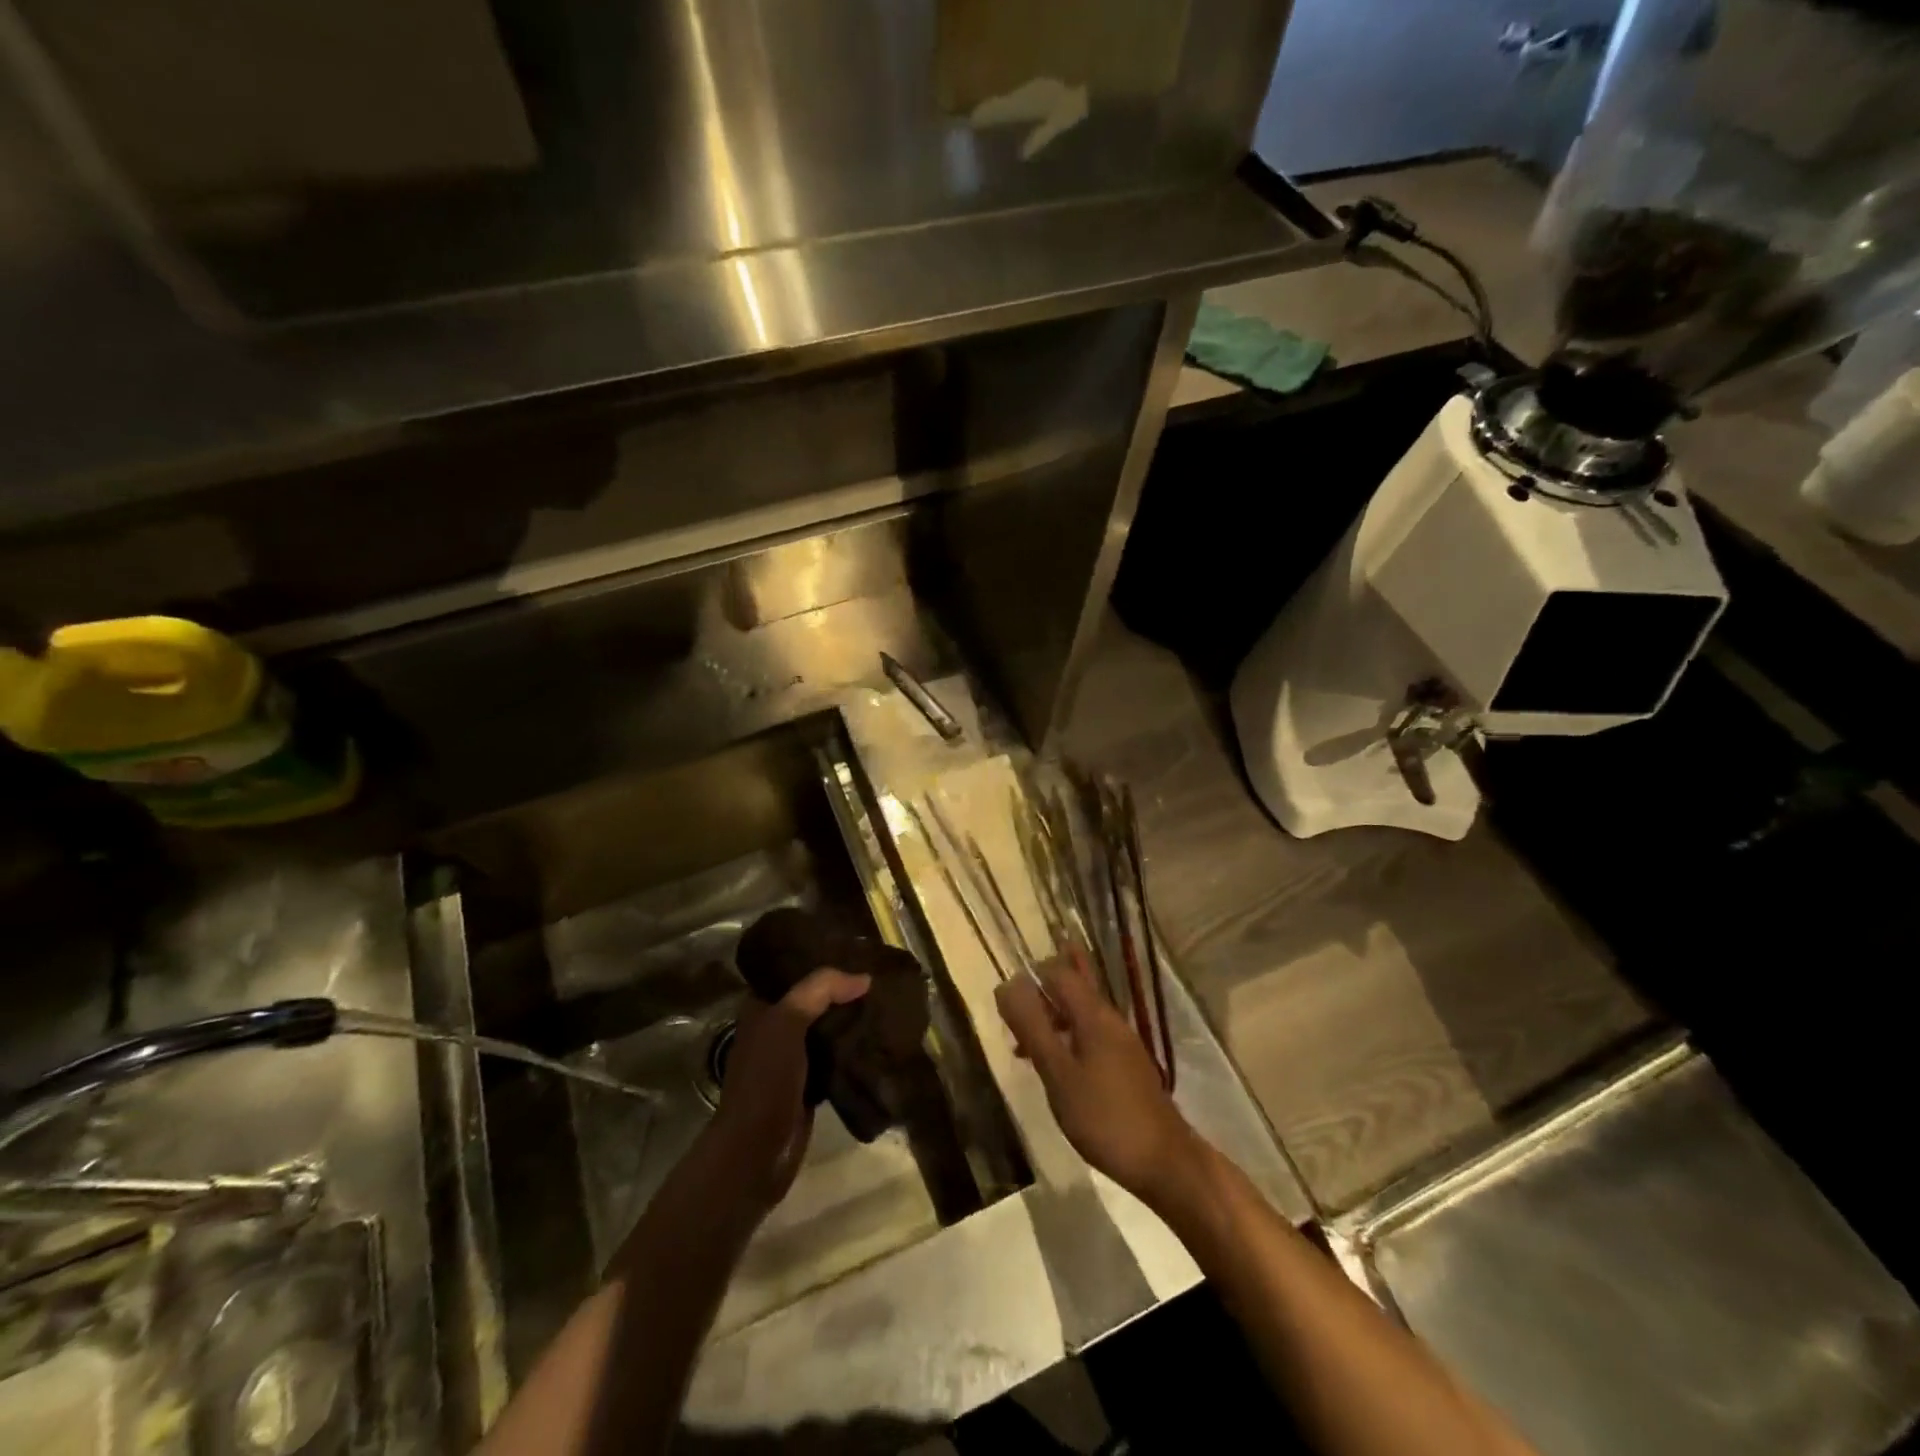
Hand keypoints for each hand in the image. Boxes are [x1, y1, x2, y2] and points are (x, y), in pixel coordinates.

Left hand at [711, 968, 869, 1207]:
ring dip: (852, 1018)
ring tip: (887, 1000)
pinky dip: (856, 1048)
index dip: (821, 956)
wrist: (756, 1152)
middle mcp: (775, 1028)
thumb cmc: (764, 1080)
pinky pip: (838, 1057)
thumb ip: (820, 991)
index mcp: (761, 1008)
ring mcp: (793, 1058)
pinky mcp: (811, 1084)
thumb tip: (864, 977)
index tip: (856, 947)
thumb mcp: (787, 1022)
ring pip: (828, 1027)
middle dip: (843, 988)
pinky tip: (881, 1037)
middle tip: (880, 973)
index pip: (792, 970)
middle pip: (815, 999)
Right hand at [995, 948, 1204, 1209]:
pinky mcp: (1125, 1065)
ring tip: (1023, 1045)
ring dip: (1053, 1018)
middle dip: (1045, 989)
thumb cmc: (1105, 1117)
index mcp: (1094, 1014)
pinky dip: (1067, 1038)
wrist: (1165, 1162)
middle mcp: (1110, 1019)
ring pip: (1080, 1013)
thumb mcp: (1058, 1074)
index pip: (1060, 972)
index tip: (1007, 997)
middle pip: (1075, 986)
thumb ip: (1032, 1028)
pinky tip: (1053, 1067)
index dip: (1032, 974)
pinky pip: (1090, 1036)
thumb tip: (1008, 984)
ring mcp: (1121, 1042)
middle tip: (1015, 1009)